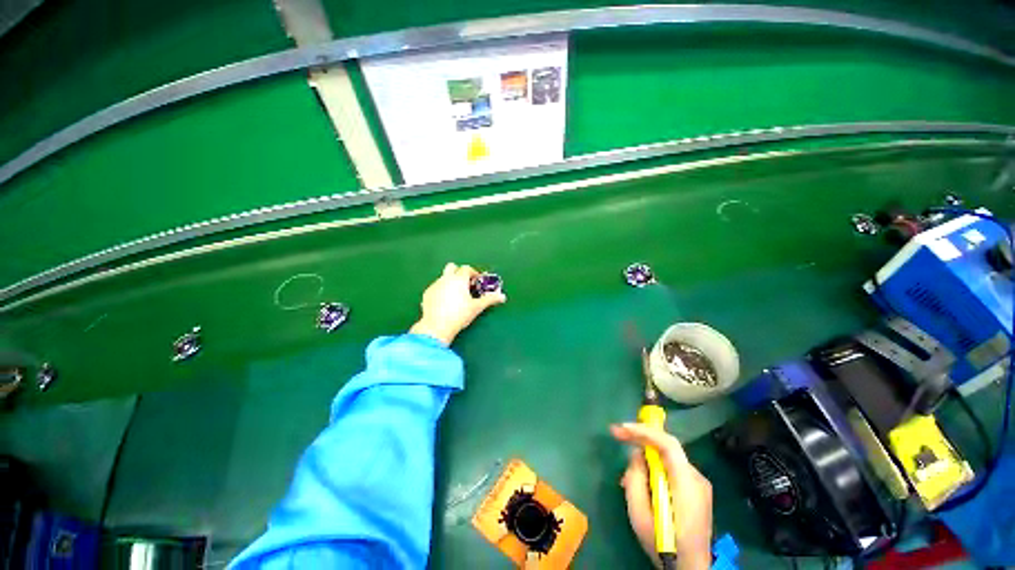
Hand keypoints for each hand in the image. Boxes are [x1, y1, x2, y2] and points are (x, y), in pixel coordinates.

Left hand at [409, 263, 505, 344]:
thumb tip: (502, 296)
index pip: (467, 268)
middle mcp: (445, 278)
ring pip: (443, 278)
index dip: (473, 273)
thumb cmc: (459, 315)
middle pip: (452, 267)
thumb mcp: (477, 307)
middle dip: (459, 272)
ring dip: (450, 282)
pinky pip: (436, 287)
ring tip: (455, 296)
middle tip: (465, 285)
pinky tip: (444, 303)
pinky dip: (441, 291)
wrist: (436, 326)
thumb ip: (490, 299)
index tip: (477, 281)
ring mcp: (435, 285)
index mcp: (459, 279)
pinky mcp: (427, 293)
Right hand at [611, 423, 712, 569]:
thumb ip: (635, 479)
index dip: (643, 431)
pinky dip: (655, 471)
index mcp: (686, 484)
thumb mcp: (640, 515)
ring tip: (627, 479)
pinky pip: (671, 471)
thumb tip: (637, 455)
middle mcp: (696, 478)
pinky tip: (643, 487)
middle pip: (666, 448)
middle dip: (640, 441)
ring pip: (667, 460)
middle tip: (617, 436)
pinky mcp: (696, 492)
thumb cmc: (664, 544)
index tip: (621, 429)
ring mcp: (699, 485)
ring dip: (646, 461)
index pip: (668, 444)